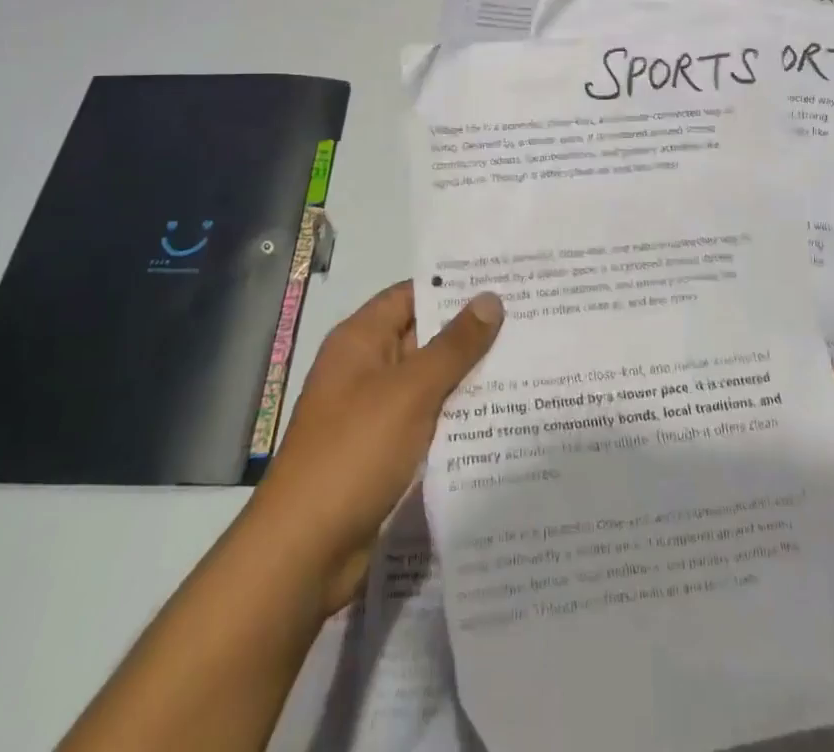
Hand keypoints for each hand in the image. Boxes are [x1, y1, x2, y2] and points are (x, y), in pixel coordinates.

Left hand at [247, 282, 503, 615]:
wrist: (304, 552)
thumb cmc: (354, 453)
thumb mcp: (410, 391)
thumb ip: (454, 346)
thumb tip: (491, 298)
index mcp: (360, 340)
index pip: (412, 296)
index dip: (454, 287)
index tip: (503, 281)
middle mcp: (365, 369)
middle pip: (424, 337)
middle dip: (470, 332)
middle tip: (529, 321)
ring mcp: (374, 412)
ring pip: (429, 382)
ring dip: (469, 377)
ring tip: (527, 364)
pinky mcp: (384, 452)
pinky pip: (427, 420)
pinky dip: (457, 416)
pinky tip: (500, 416)